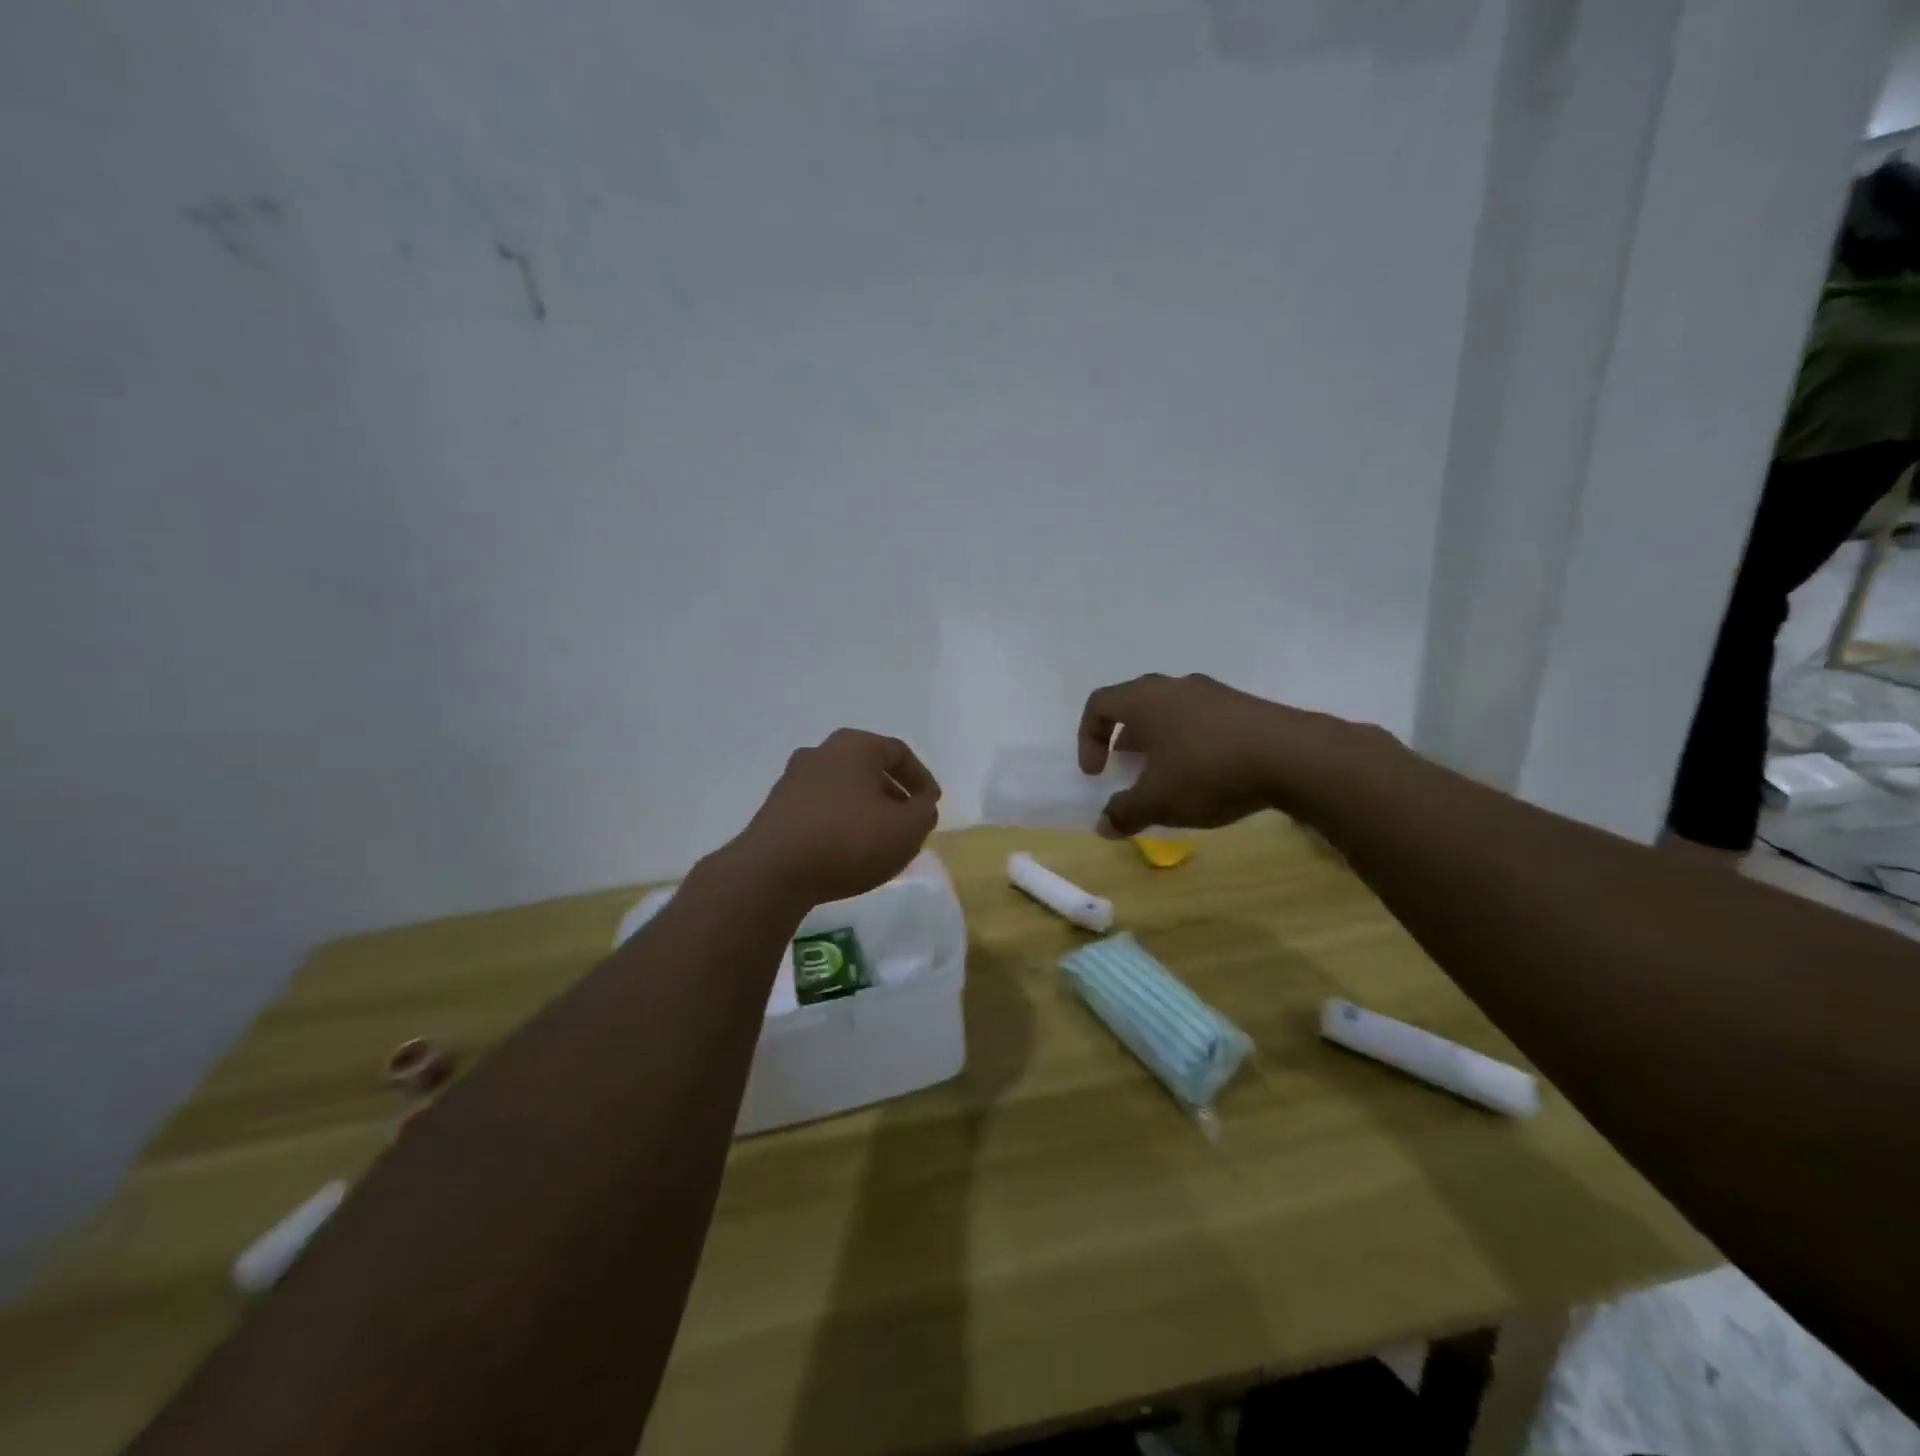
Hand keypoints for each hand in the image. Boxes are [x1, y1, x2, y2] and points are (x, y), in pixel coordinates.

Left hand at [729, 729, 941, 906]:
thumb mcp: (906, 830)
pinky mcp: (776, 808)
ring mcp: (793, 780)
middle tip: (907, 822)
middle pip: (868, 768)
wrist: (772, 873)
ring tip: (878, 840)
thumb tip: (919, 805)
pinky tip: (846, 850)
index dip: (921, 779)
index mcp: (853, 746)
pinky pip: (820, 808)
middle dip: (893, 794)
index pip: (898, 752)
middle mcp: (820, 753)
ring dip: (865, 809)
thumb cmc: (848, 841)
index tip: (931, 806)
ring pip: (843, 788)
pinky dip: (840, 822)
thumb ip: (924, 813)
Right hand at [1077, 673, 1368, 835]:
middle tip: (1129, 770)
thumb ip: (1125, 812)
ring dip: (1160, 742)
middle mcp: (1175, 686)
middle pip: (1135, 705)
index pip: (1099, 704)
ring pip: (1171, 711)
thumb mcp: (1159, 801)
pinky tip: (1208, 775)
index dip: (1088, 738)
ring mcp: (1213, 693)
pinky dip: (1192, 743)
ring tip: (1169, 777)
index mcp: (1145, 699)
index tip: (1097, 773)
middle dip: (1124, 740)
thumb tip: (1104, 826)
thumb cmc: (1209, 771)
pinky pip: (1203, 720)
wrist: (1294, 756)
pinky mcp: (1244, 706)